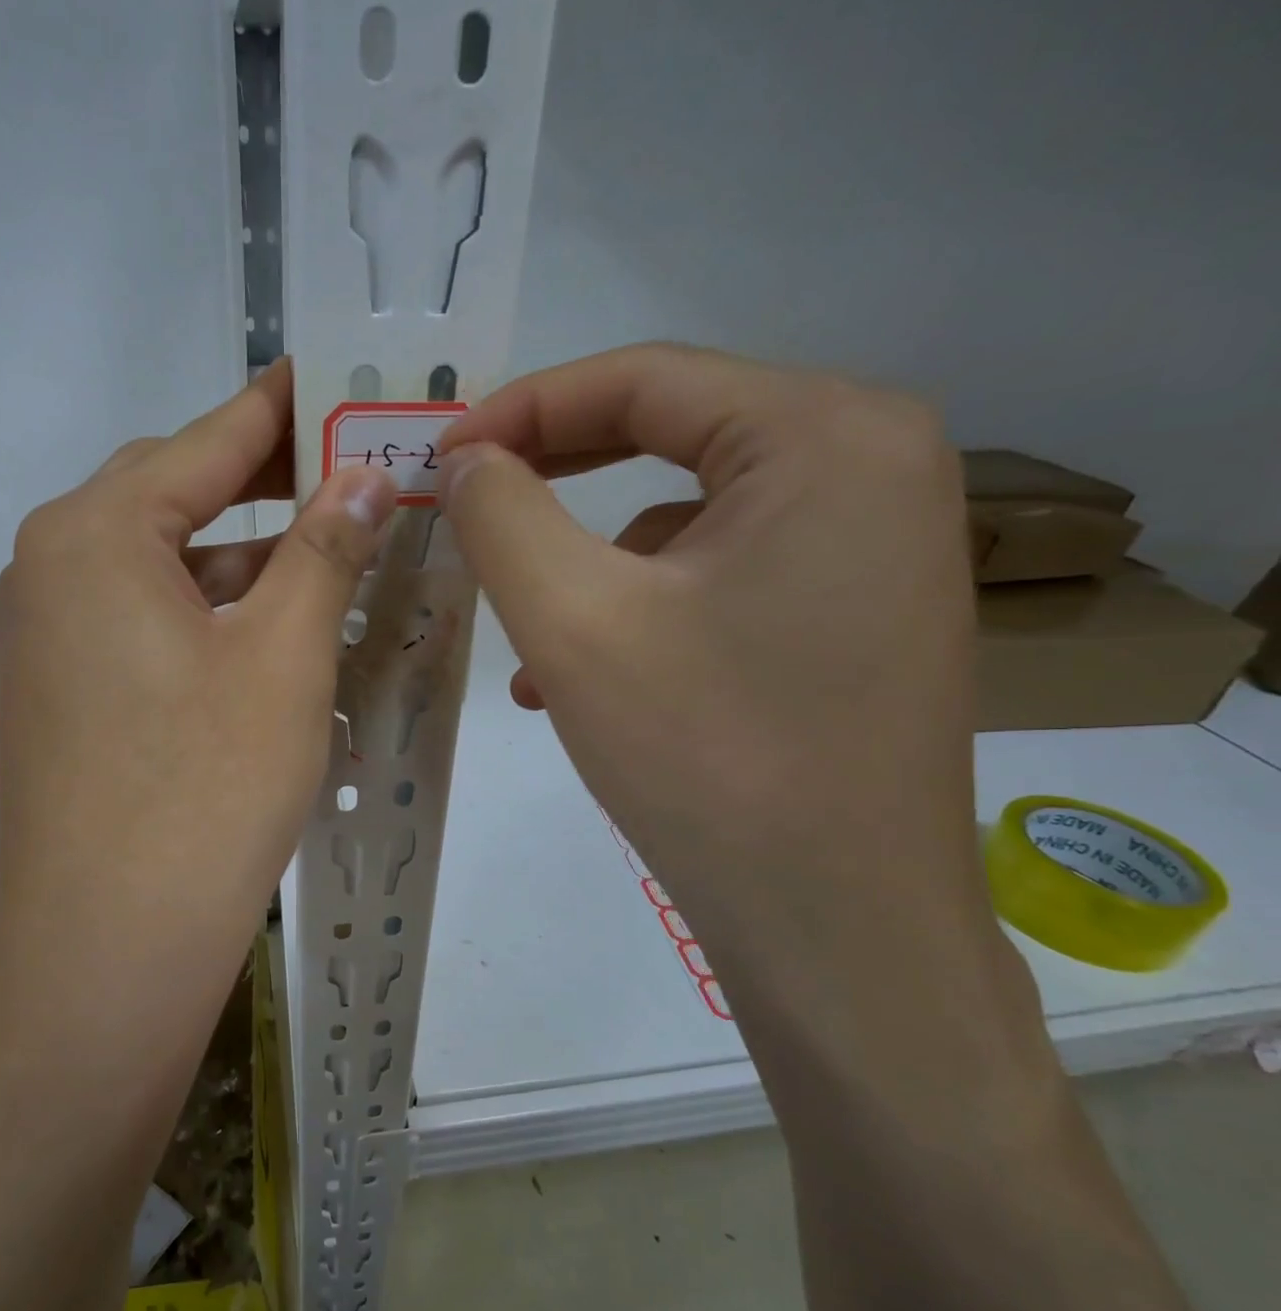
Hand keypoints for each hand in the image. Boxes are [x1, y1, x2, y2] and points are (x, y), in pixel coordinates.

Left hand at [0, 359, 395, 994]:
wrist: (111, 953)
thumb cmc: (205, 791)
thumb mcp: (283, 657)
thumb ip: (324, 549)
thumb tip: (366, 473)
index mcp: (92, 536)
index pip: (202, 443)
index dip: (276, 409)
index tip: (328, 374)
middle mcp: (48, 571)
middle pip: (172, 499)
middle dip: (262, 484)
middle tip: (347, 472)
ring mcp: (44, 640)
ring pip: (160, 569)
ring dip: (240, 560)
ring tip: (326, 555)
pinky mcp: (58, 696)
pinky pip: (142, 624)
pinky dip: (206, 615)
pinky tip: (266, 634)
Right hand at [435, 345, 1021, 1037]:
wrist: (838, 932)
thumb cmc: (708, 758)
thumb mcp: (574, 623)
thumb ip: (502, 516)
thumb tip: (466, 460)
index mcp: (828, 435)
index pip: (644, 378)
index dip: (522, 409)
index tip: (438, 457)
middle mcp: (873, 466)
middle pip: (672, 436)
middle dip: (552, 477)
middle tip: (463, 505)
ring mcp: (873, 546)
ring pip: (686, 517)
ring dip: (587, 563)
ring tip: (523, 639)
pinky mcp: (853, 614)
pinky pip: (718, 577)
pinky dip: (638, 609)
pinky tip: (586, 679)